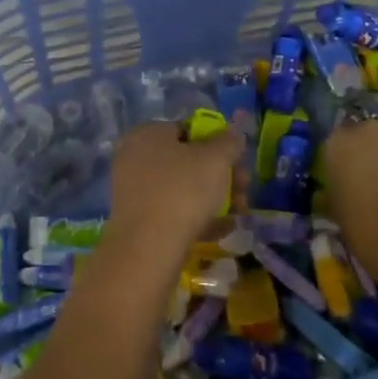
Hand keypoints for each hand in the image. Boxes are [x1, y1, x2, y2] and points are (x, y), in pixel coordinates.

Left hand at [102, 122, 241, 273]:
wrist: (149, 249)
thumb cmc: (183, 191)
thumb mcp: (216, 159)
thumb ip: (228, 142)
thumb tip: (233, 135)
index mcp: (147, 133)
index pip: (187, 130)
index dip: (217, 144)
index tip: (238, 164)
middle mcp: (134, 157)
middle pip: (187, 161)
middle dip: (221, 176)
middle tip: (243, 192)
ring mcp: (133, 190)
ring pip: (182, 188)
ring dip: (214, 198)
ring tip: (238, 214)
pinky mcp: (137, 220)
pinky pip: (172, 211)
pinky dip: (197, 217)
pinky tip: (221, 230)